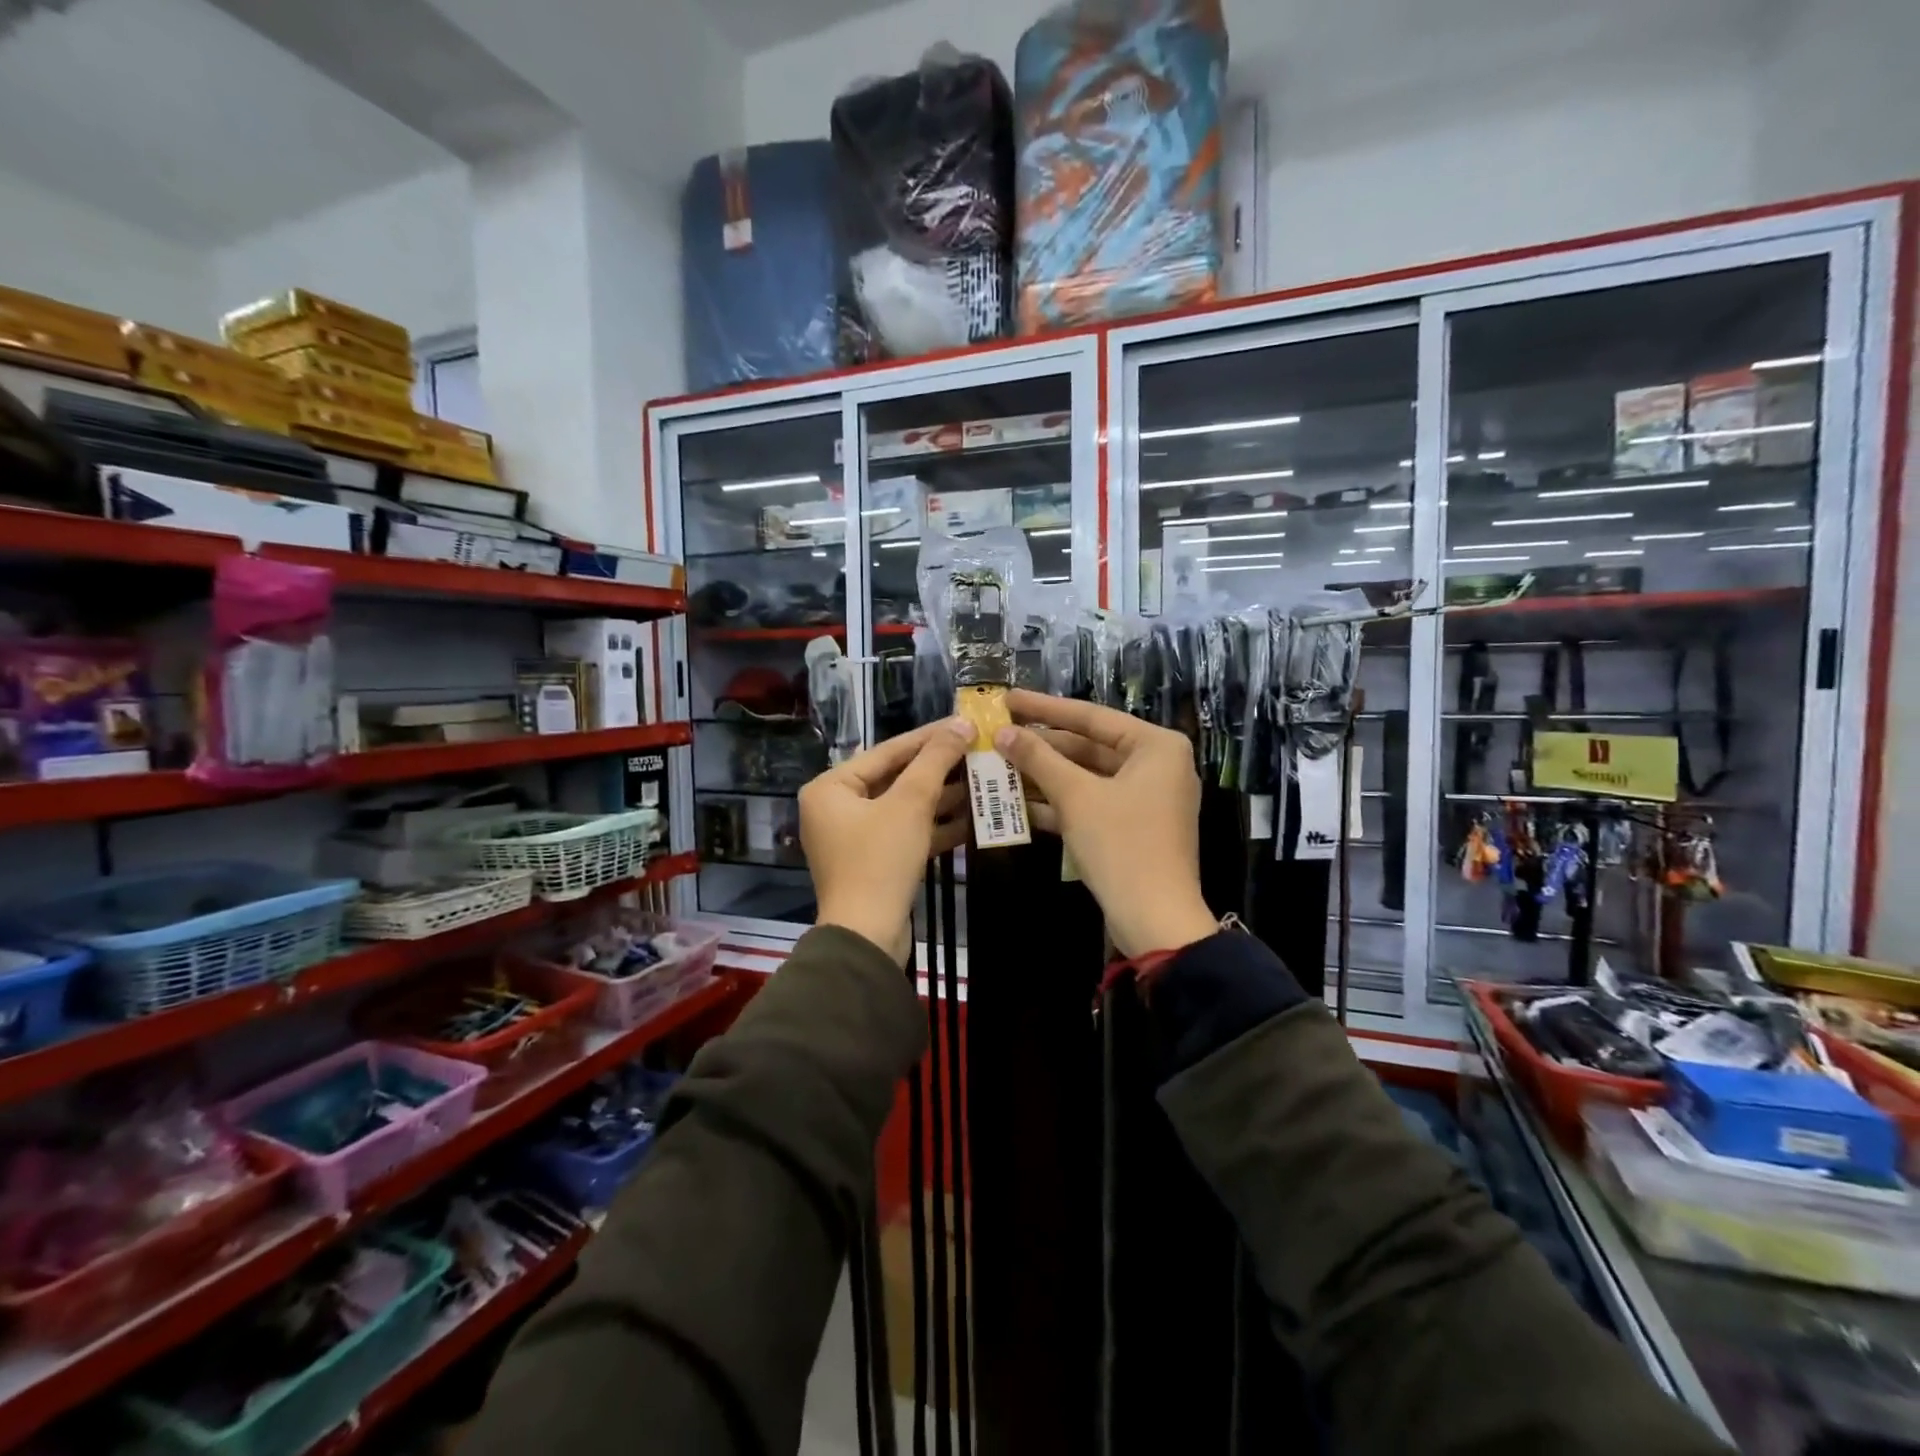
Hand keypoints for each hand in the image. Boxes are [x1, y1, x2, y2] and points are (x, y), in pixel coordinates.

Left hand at [799, 718, 972, 962]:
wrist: (868, 937)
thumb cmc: (880, 860)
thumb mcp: (910, 803)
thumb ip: (935, 760)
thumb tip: (961, 724)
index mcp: (831, 787)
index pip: (888, 751)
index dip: (929, 736)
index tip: (964, 722)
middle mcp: (837, 808)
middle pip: (896, 778)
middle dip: (939, 768)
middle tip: (977, 750)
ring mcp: (855, 837)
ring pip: (905, 807)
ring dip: (942, 796)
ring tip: (982, 779)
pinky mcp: (875, 862)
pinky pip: (906, 832)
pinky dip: (935, 826)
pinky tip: (972, 817)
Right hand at [995, 690, 1217, 958]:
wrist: (1155, 920)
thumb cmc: (1121, 845)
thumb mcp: (1076, 797)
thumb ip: (1038, 759)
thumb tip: (1002, 733)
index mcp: (1155, 746)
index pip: (1090, 716)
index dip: (1044, 708)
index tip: (1007, 698)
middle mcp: (1156, 765)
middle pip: (1088, 746)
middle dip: (1041, 747)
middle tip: (997, 736)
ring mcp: (1146, 798)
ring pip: (1086, 777)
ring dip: (1044, 776)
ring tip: (998, 766)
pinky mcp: (1132, 826)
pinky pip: (1092, 802)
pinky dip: (1059, 803)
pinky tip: (1017, 802)